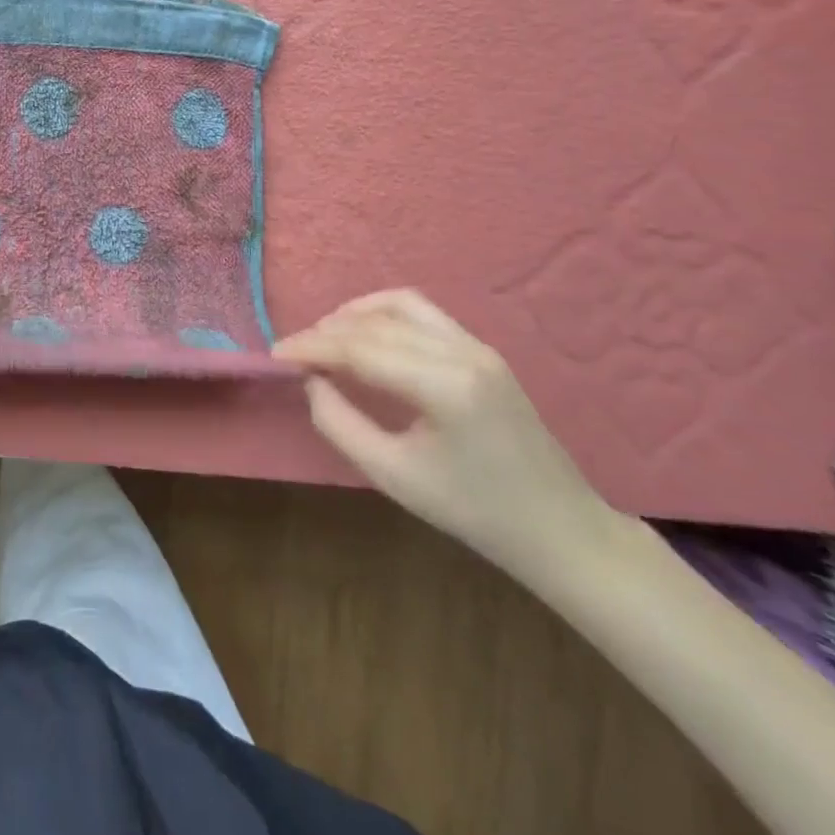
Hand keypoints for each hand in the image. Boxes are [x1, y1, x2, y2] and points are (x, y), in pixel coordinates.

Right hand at [275, 289, 618, 583]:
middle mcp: (462, 352)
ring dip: (355, 314)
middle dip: (327, 331)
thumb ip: (339, 423)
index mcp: (444, 386)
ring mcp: (477, 346)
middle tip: (294, 353)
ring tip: (325, 338)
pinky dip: (384, 315)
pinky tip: (365, 336)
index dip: (311, 347)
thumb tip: (310, 381)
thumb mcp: (392, 476)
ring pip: (401, 304)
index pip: (360, 348)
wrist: (559, 530)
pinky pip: (423, 314)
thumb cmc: (473, 512)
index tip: (274, 355)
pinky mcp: (482, 351)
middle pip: (376, 323)